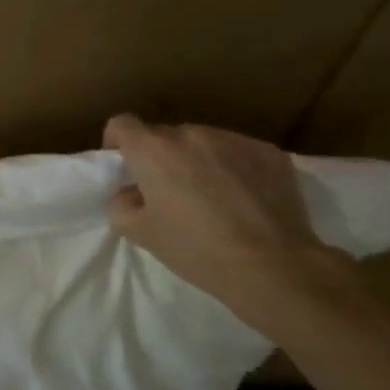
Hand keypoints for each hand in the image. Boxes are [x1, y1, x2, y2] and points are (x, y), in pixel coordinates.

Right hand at [103, 115, 351, 307]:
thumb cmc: (195, 248)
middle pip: (165, 136)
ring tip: (212, 196)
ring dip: (198, 161)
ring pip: (204, 143)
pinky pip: (239, 153)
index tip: (124, 167)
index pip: (122, 124)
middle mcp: (191, 134)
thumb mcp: (140, 233)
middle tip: (169, 192)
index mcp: (153, 149)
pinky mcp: (270, 152)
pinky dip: (233, 168)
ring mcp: (234, 140)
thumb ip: (120, 204)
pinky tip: (245, 199)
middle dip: (161, 157)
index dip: (116, 142)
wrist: (273, 265)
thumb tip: (131, 193)